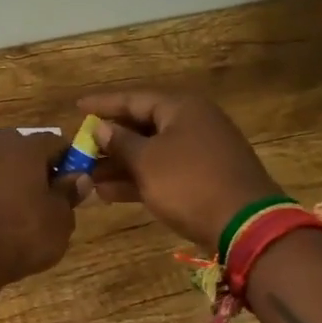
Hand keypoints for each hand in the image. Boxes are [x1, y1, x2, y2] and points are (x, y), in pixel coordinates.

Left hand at [0, 129, 77, 288]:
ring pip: (3, 166)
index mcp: (25, 147)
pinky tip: (0, 221)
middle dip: (39, 168)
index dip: (70, 161)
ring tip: (25, 214)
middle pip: (25, 150)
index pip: (56, 142)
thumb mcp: (59, 220)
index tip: (75, 184)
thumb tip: (78, 177)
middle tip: (50, 198)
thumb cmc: (20, 234)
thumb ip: (69, 194)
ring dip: (16, 182)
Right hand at [76, 91, 283, 251]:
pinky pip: (163, 171)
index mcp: (181, 107)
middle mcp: (192, 123)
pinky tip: (108, 193)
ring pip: (151, 151)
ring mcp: (200, 152)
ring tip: (87, 176)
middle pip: (142, 124)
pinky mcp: (203, 178)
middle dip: (109, 139)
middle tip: (80, 147)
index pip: (133, 98)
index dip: (102, 103)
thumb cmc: (189, 183)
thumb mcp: (147, 161)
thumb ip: (120, 142)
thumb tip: (101, 127)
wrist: (245, 225)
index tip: (76, 108)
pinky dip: (138, 178)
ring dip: (120, 164)